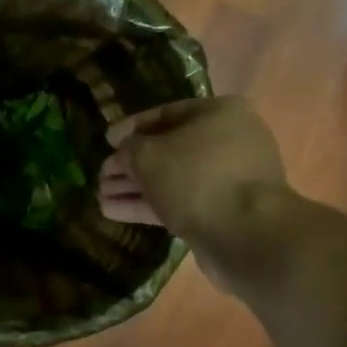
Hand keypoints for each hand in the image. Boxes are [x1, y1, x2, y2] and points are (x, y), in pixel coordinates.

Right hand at [98, 96, 290, 244]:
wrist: (245, 233)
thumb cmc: (196, 178)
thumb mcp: (150, 155)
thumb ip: (130, 149)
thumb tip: (124, 153)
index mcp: (219, 113)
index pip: (166, 114)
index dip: (131, 127)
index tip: (106, 141)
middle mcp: (229, 141)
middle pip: (169, 149)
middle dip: (132, 164)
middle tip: (102, 175)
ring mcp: (229, 179)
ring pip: (173, 179)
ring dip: (136, 188)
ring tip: (101, 197)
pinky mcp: (223, 212)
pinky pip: (181, 202)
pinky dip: (150, 206)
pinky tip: (115, 212)